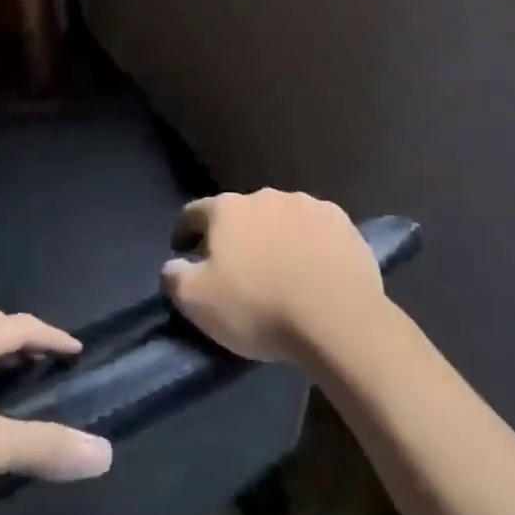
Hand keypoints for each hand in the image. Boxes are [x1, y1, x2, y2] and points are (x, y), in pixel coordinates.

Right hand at [162, 190, 386, 367]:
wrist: (337, 319)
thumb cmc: (259, 308)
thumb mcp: (198, 302)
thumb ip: (175, 277)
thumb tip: (173, 265)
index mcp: (227, 209)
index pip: (194, 212)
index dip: (184, 231)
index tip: (183, 251)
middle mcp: (265, 196)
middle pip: (240, 213)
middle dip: (235, 235)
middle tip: (237, 268)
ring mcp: (307, 205)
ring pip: (280, 217)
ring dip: (274, 236)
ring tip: (280, 269)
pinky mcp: (341, 221)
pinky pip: (315, 229)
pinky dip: (309, 243)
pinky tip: (315, 268)